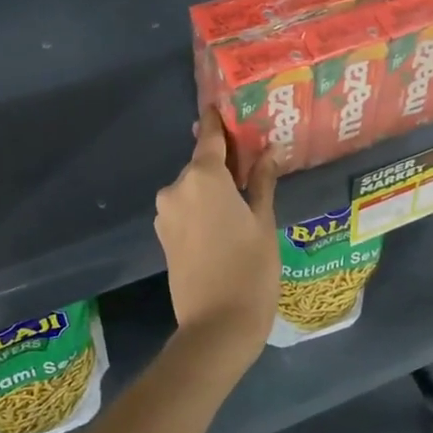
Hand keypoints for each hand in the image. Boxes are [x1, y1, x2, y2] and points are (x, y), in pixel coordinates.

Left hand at [154, 107, 280, 367]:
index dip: (218, 121)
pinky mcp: (164, 235)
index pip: (210, 136)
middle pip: (202, 162)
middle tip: (253, 160)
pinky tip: (226, 218)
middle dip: (224, 160)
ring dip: (214, 185)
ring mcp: (166, 213)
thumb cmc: (250, 270)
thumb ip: (262, 182)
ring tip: (245, 196)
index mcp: (203, 177)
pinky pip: (186, 207)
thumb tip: (269, 152)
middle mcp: (177, 188)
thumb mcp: (263, 222)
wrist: (216, 327)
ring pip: (194, 186)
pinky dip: (203, 205)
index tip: (225, 105)